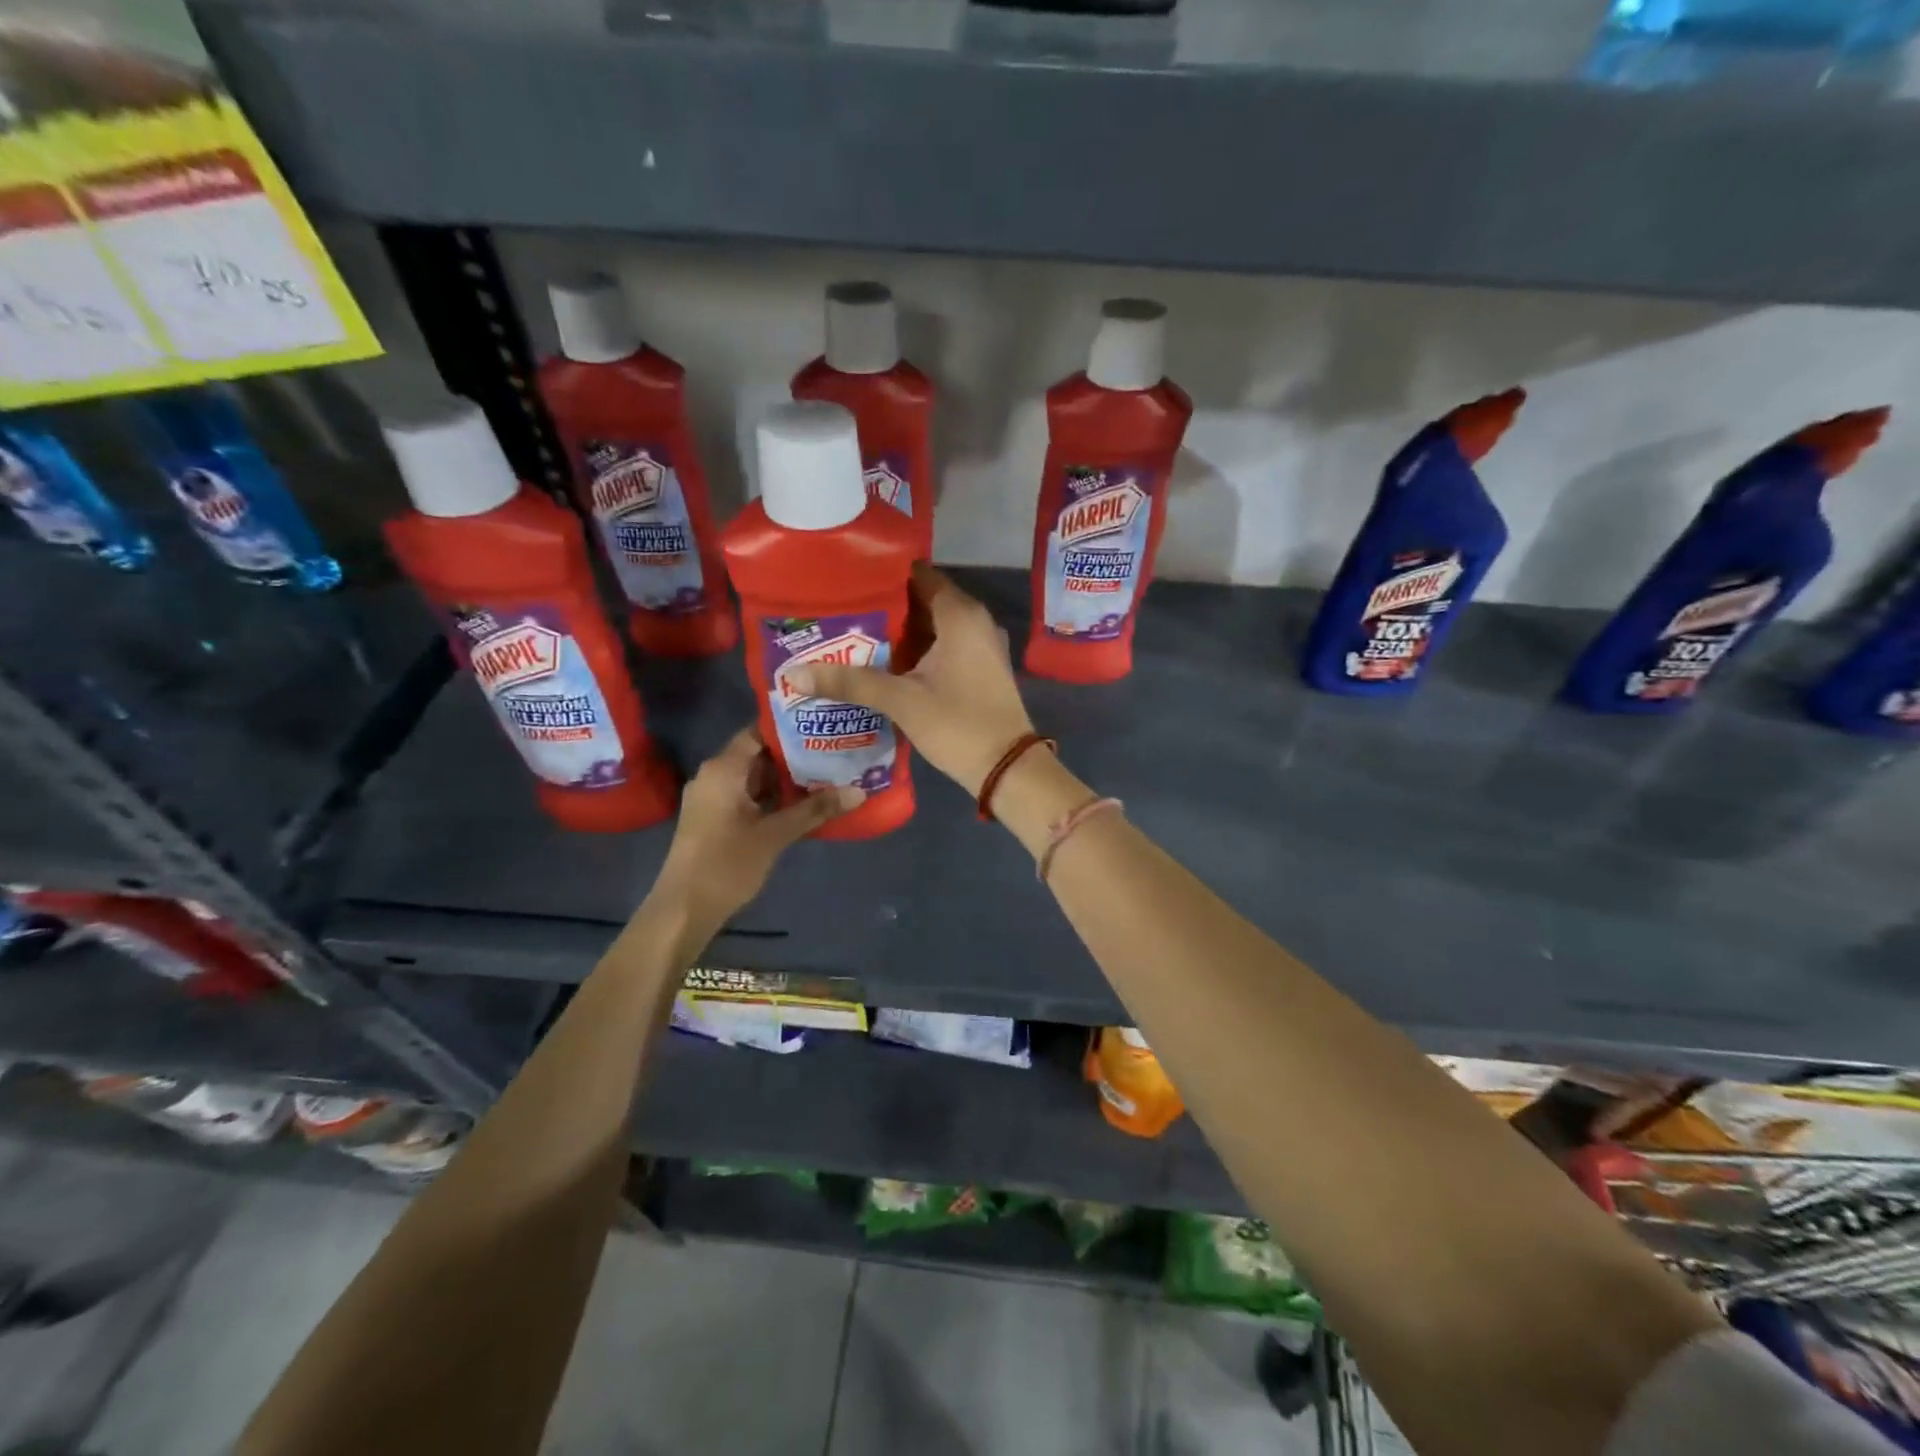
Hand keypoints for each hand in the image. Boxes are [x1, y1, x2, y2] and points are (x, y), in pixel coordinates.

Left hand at [649, 728, 861, 940]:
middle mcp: (715, 775)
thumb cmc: (726, 865)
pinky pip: (749, 795)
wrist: (684, 910)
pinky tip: (805, 802)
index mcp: (723, 769)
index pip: (759, 731)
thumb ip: (815, 810)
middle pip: (759, 753)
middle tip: (836, 749)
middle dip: (797, 754)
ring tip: (829, 772)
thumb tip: (859, 791)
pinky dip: (774, 796)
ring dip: (788, 778)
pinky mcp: (716, 818)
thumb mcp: (775, 835)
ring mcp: (713, 798)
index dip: (792, 727)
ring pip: (756, 777)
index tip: (825, 725)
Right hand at [787, 564, 1035, 796]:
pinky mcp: (978, 667)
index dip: (879, 576)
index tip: (843, 581)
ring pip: (930, 627)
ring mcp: (979, 645)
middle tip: (837, 611)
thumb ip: (848, 682)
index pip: (916, 574)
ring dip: (896, 632)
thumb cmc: (958, 725)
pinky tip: (880, 663)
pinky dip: (914, 651)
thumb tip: (793, 673)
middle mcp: (973, 620)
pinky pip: (941, 646)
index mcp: (960, 614)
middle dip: (881, 607)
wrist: (1008, 769)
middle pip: (920, 600)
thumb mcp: (900, 700)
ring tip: (849, 634)